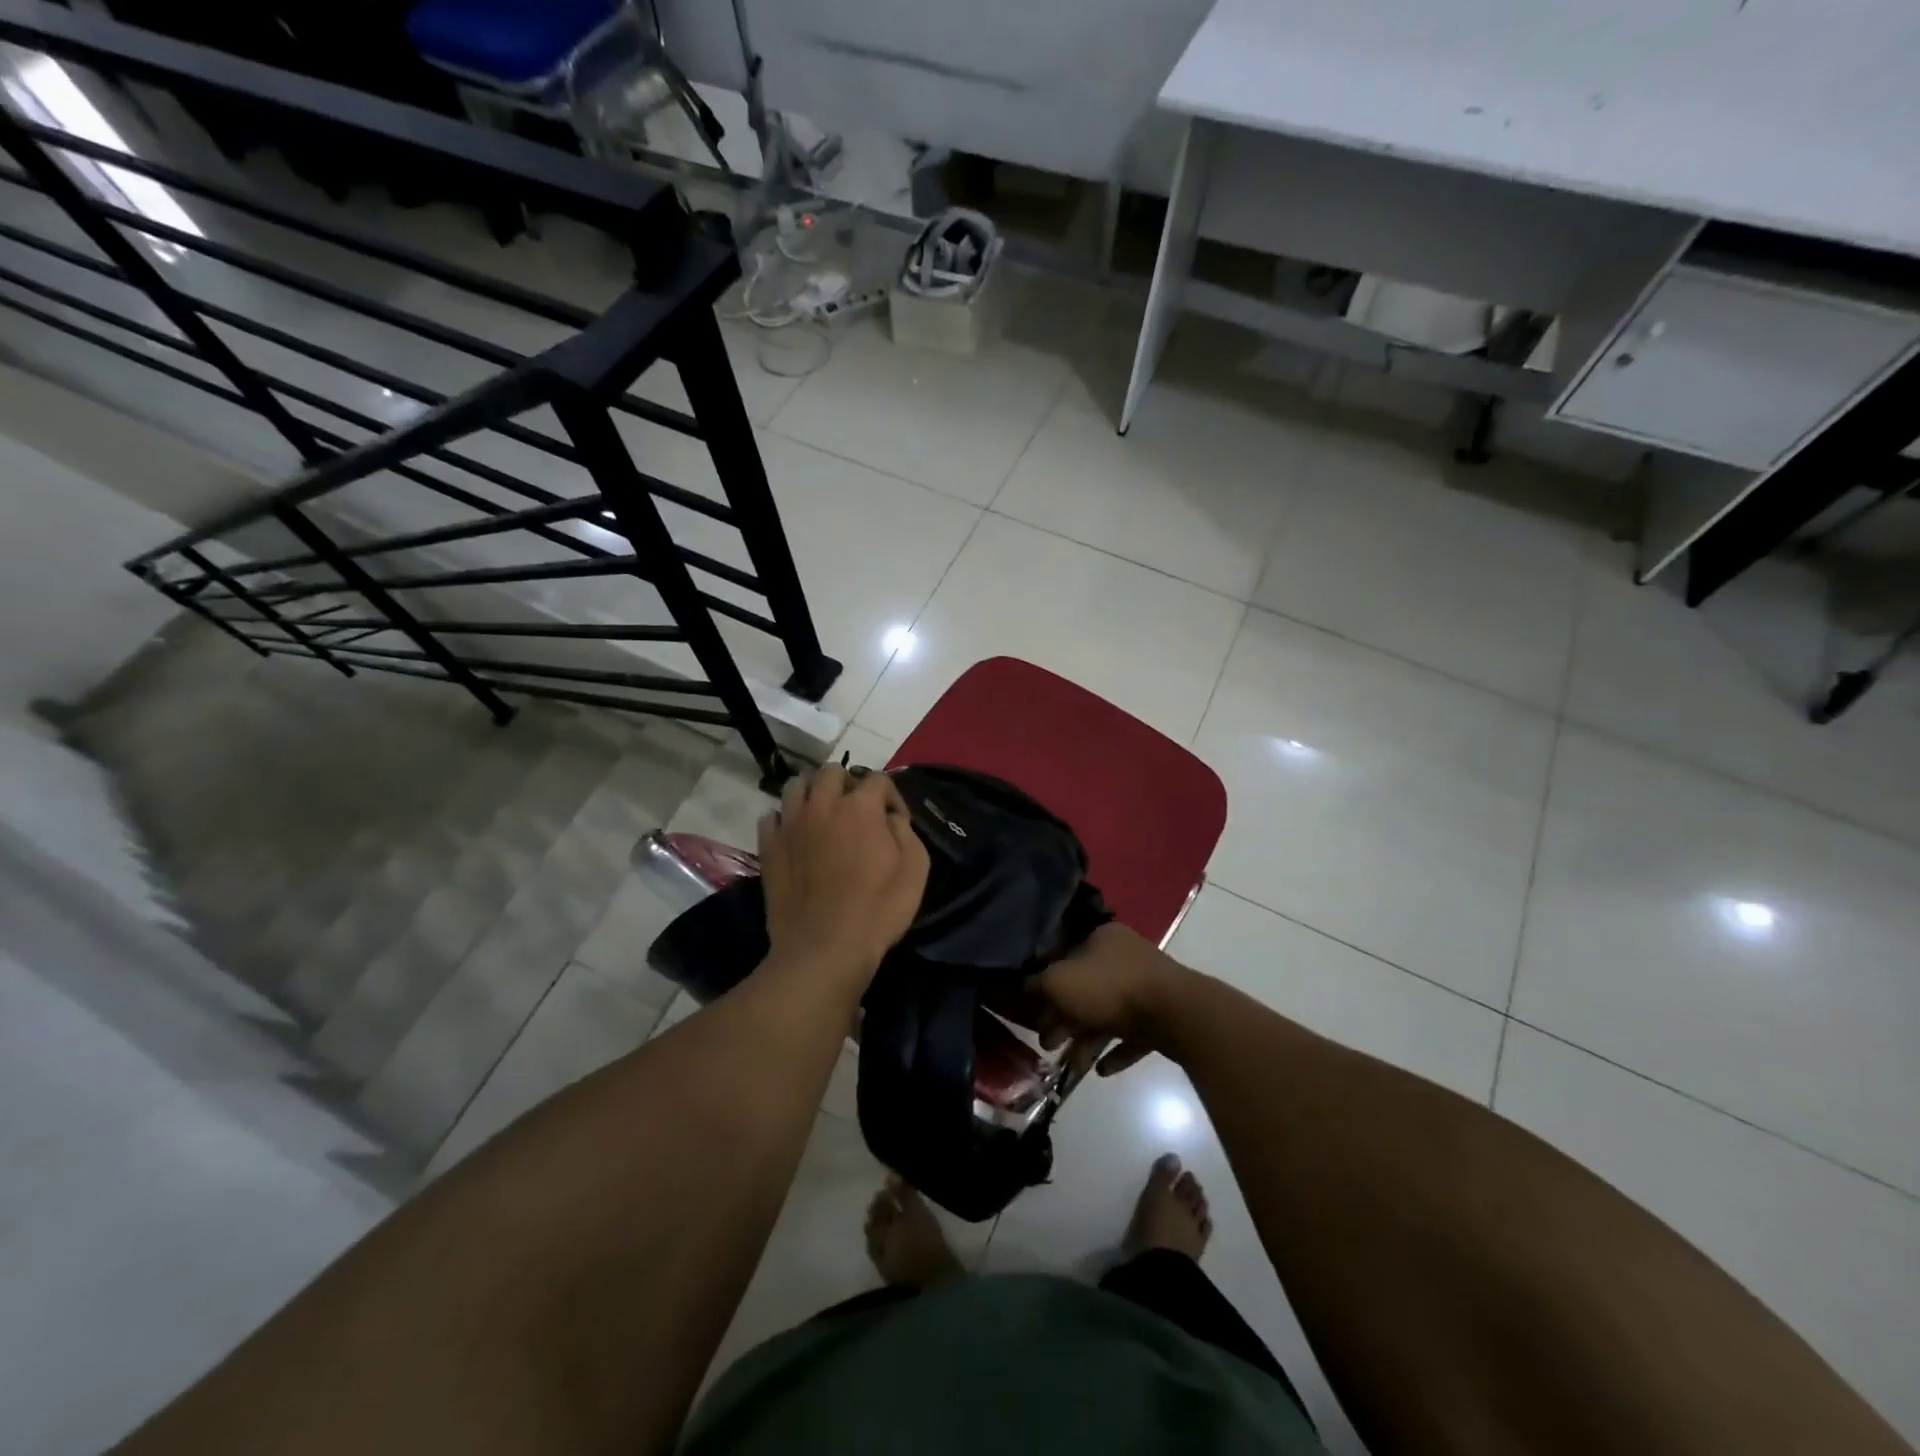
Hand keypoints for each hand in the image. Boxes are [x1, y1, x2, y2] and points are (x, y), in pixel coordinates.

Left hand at [758, 766, 928, 994]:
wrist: (824, 949)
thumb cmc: (878, 911)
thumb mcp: (916, 870)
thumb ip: (906, 831)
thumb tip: (890, 817)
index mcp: (860, 807)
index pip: (878, 779)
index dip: (891, 796)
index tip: (895, 820)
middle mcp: (822, 805)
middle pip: (831, 772)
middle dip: (848, 783)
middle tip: (856, 809)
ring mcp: (791, 824)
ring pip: (796, 785)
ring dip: (813, 791)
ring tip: (822, 813)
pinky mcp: (768, 846)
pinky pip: (771, 816)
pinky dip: (785, 819)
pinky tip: (796, 836)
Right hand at [1027, 922, 1188, 1075]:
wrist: (1175, 1013)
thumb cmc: (1110, 989)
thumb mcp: (1059, 982)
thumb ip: (1036, 984)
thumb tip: (1024, 987)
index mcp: (1101, 938)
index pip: (1065, 956)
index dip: (1046, 983)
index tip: (1033, 1010)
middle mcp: (1125, 957)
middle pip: (1085, 989)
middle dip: (1064, 1018)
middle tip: (1048, 1043)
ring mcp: (1148, 987)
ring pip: (1108, 1014)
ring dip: (1087, 1039)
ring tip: (1073, 1064)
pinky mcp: (1163, 1017)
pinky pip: (1133, 1035)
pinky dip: (1116, 1051)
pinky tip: (1103, 1070)